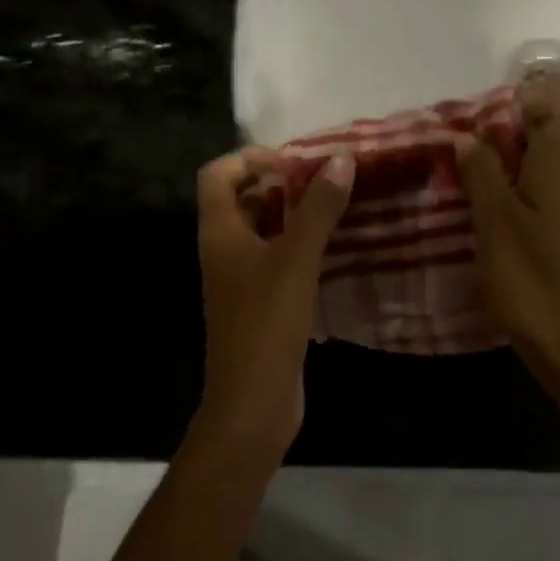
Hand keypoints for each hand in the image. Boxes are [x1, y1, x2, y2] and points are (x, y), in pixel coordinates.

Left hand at [196, 146, 354, 442]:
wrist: (253, 402)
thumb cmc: (267, 324)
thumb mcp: (296, 259)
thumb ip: (318, 208)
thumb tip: (341, 158)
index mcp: (220, 232)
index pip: (218, 174)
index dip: (250, 158)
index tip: (294, 163)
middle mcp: (224, 249)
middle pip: (242, 198)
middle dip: (280, 183)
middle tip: (326, 180)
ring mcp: (242, 278)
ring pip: (264, 229)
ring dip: (295, 214)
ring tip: (338, 206)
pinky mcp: (262, 302)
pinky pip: (278, 258)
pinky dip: (301, 245)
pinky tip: (337, 247)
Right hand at [453, 73, 559, 434]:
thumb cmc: (532, 279)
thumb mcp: (496, 221)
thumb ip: (482, 173)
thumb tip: (468, 135)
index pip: (554, 110)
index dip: (526, 94)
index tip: (482, 97)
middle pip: (544, 140)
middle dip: (502, 132)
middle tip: (454, 139)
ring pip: (539, 174)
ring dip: (504, 167)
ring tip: (458, 174)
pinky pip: (541, 201)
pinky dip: (513, 196)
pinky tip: (483, 213)